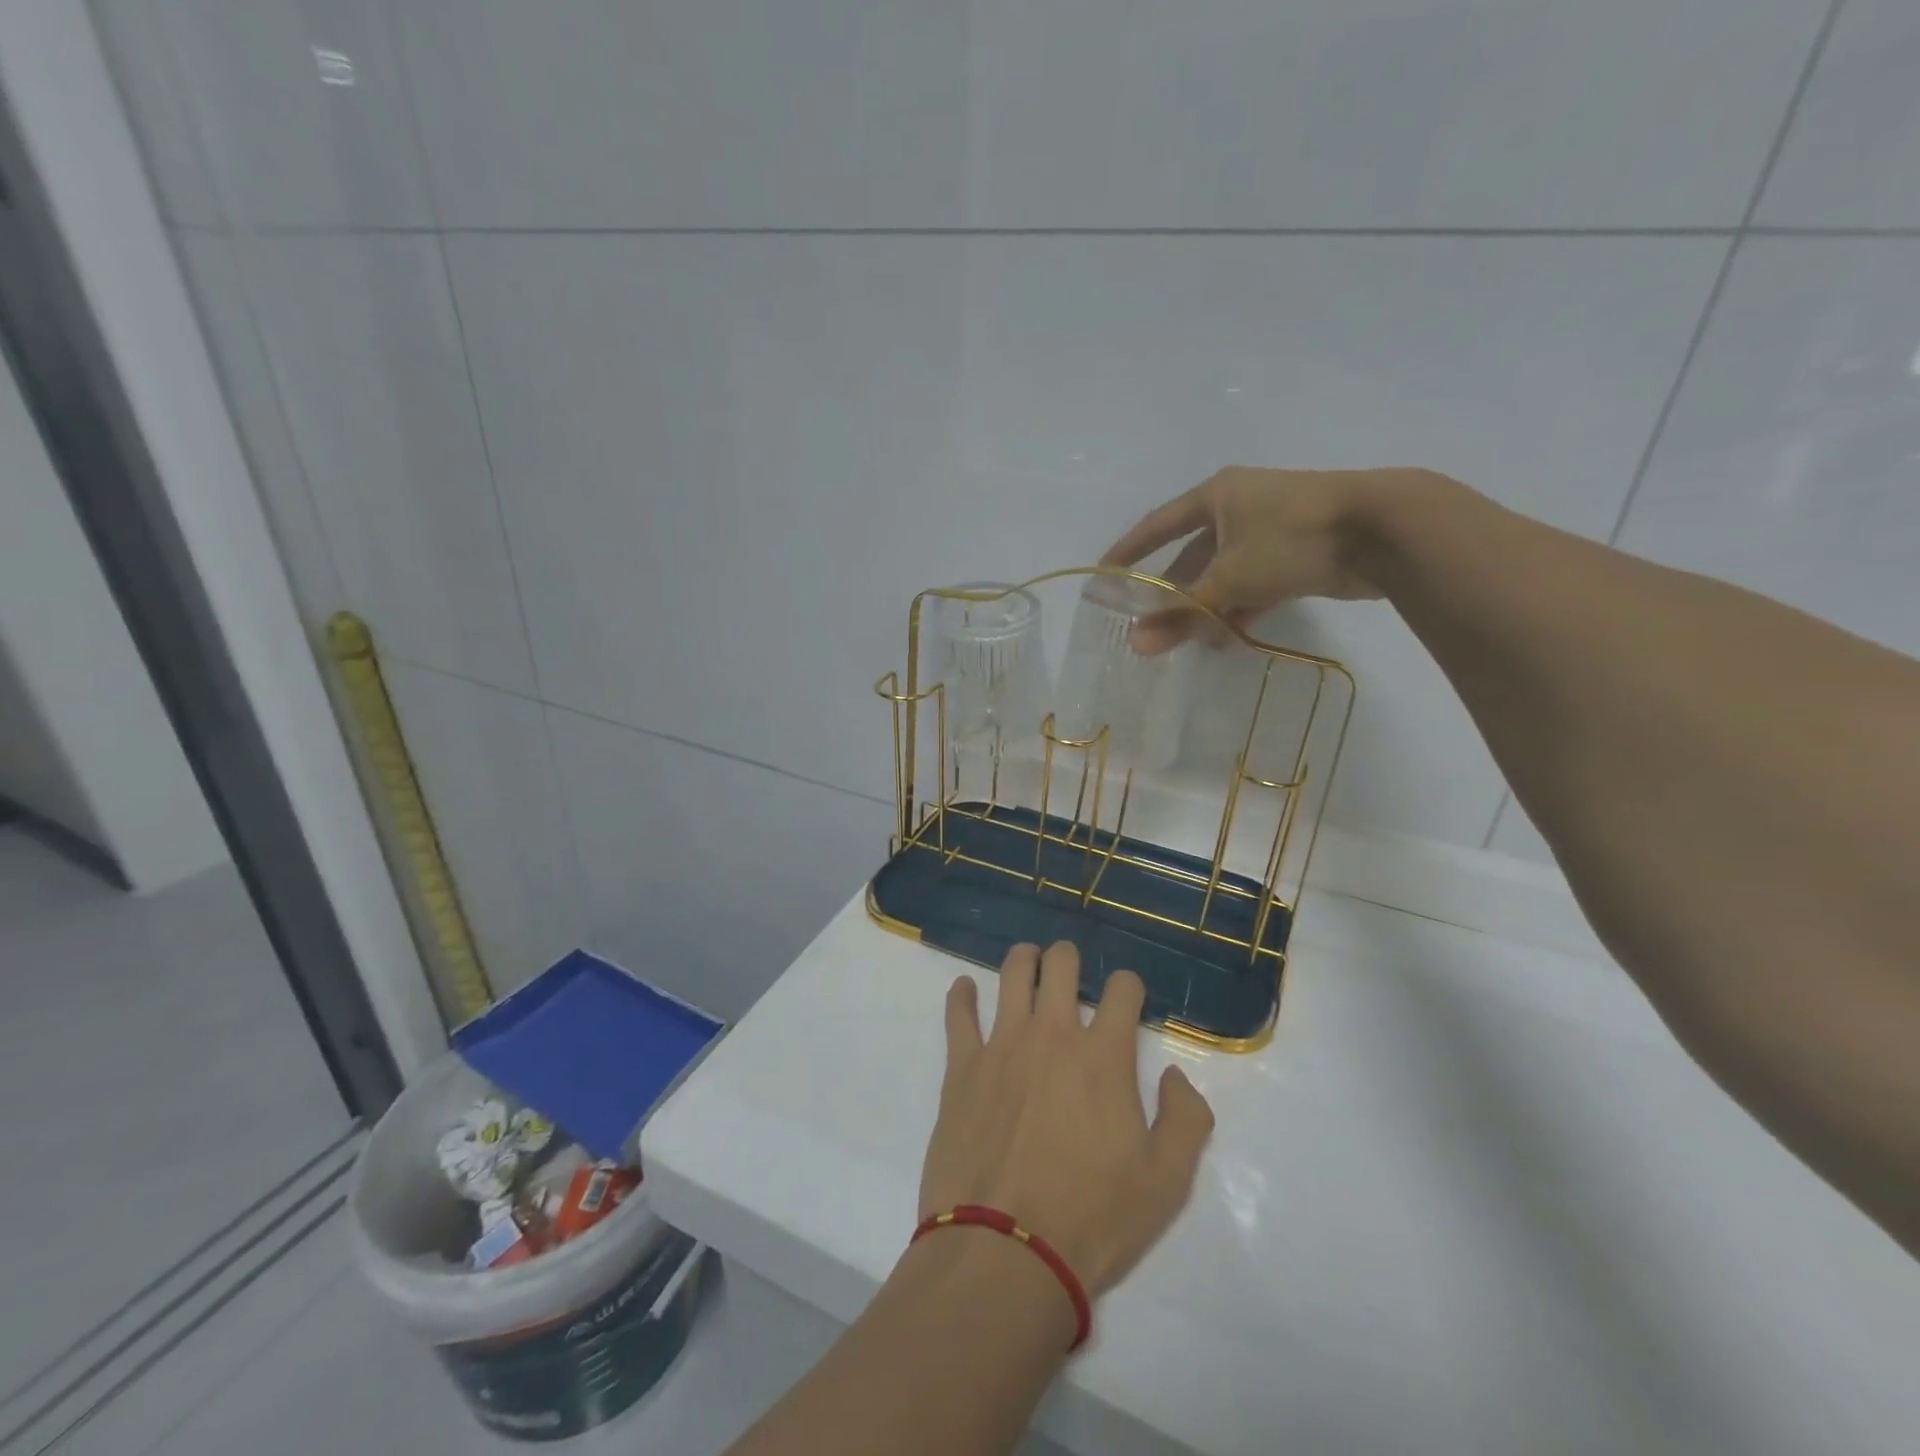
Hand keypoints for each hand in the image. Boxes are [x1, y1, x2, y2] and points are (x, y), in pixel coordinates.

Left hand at [920, 942, 1214, 1298]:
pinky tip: (964, 988)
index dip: (1130, 986)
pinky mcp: (962, 1067)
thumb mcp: (1167, 1182)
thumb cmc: (1093, 1218)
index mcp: (1103, 1056)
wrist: (1006, 1251)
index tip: (1129, 998)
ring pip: (1012, 974)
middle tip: (1070, 967)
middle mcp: (1052, 1035)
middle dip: (1069, 957)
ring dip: (1023, 959)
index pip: (1122, 990)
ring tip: (1027, 961)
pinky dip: (961, 995)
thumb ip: (1186, 1119)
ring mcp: (1002, 1045)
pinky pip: (958, 1015)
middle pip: (1060, 965)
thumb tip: (1175, 1075)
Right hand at [1101, 466, 1448, 651]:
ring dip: (1205, 607)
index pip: (1158, 525)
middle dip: (1170, 592)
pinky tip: (1225, 640)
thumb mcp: (1229, 577)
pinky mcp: (1296, 555)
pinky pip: (1252, 585)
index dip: (1129, 550)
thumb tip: (1136, 645)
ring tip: (1184, 642)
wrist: (1384, 530)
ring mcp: (1270, 531)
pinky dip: (1237, 609)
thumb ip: (1183, 612)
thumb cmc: (1293, 538)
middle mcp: (1240, 508)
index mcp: (1217, 496)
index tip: (1104, 575)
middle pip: (1191, 556)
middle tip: (1146, 624)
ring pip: (1223, 574)